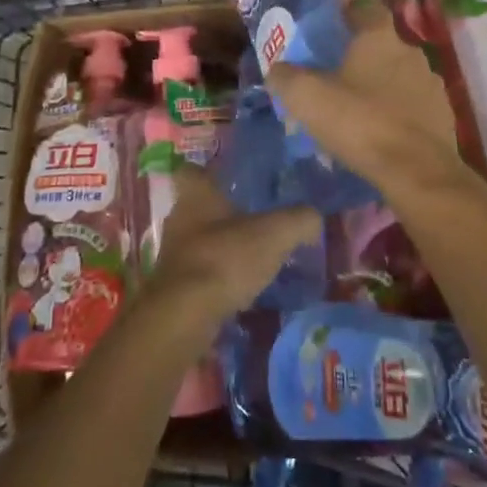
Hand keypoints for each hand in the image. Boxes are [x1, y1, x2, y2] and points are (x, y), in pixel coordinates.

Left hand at [145, 165, 319, 321]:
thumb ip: (299, 220)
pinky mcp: (172, 287)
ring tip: (253, 257)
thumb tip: (314, 216)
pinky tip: (240, 289)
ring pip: (199, 240)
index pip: (195, 170)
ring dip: (221, 247)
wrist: (184, 316)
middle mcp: (178, 217)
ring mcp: (172, 254)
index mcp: (196, 193)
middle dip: (223, 213)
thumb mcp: (274, 234)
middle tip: (255, 220)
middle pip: (199, 206)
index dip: (212, 172)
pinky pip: (199, 273)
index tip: (235, 180)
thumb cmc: (225, 259)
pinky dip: (217, 277)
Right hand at [268, 0, 467, 200]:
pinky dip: (397, 113)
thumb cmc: (358, 121)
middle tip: (336, 70)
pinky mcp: (443, 118)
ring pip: (399, 76)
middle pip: (382, 44)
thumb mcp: (306, 97)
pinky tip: (379, 131)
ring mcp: (432, 85)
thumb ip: (287, 77)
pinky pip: (413, 106)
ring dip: (381, 85)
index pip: (366, 7)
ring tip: (357, 106)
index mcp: (379, 37)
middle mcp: (410, 52)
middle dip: (361, 54)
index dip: (350, 7)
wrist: (415, 172)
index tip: (334, 15)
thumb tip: (278, 71)